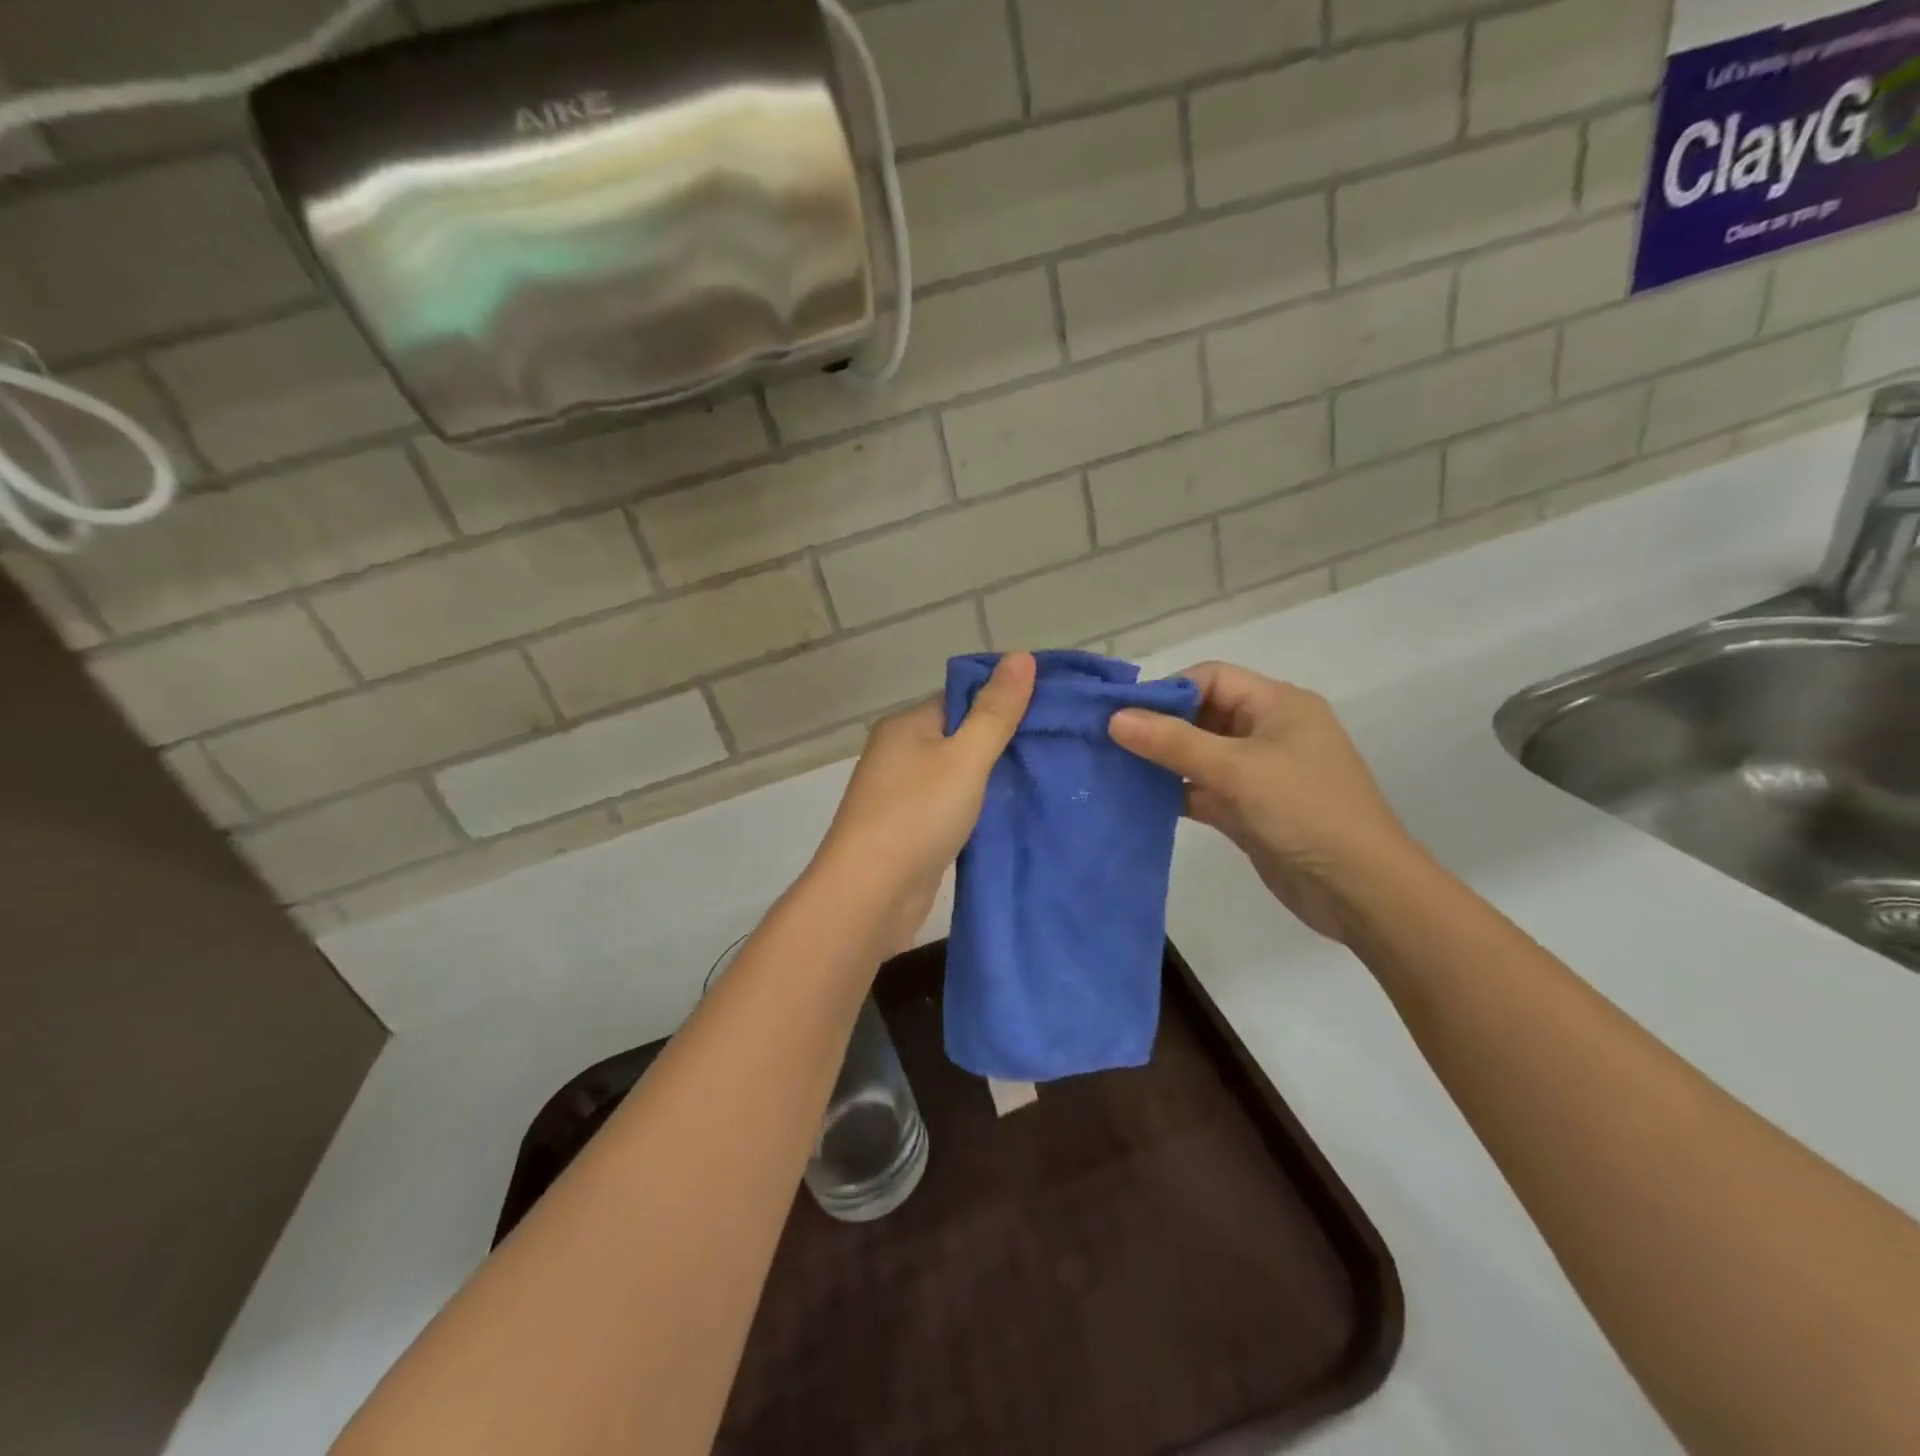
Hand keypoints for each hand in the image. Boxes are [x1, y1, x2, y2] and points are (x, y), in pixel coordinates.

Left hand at [812, 652, 1035, 948]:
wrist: (870, 894)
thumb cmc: (917, 814)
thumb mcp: (965, 757)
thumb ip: (995, 711)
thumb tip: (1021, 655)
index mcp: (907, 724)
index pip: (961, 698)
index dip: (1003, 701)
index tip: (1049, 712)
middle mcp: (899, 752)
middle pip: (959, 735)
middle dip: (1002, 742)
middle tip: (1055, 748)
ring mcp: (901, 793)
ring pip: (956, 774)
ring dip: (991, 778)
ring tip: (1042, 779)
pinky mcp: (909, 829)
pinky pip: (950, 806)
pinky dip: (977, 807)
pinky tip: (1010, 813)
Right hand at [1108, 662, 1416, 941]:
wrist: (1359, 890)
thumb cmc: (1304, 811)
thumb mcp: (1236, 769)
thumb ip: (1173, 742)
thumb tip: (1115, 718)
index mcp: (1278, 705)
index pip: (1212, 679)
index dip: (1168, 691)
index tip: (1122, 714)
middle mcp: (1268, 732)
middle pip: (1203, 715)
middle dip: (1159, 727)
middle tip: (1108, 741)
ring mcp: (1259, 774)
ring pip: (1200, 756)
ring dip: (1162, 762)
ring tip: (1114, 768)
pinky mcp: (1250, 810)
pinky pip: (1203, 790)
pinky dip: (1175, 792)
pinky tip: (1138, 800)